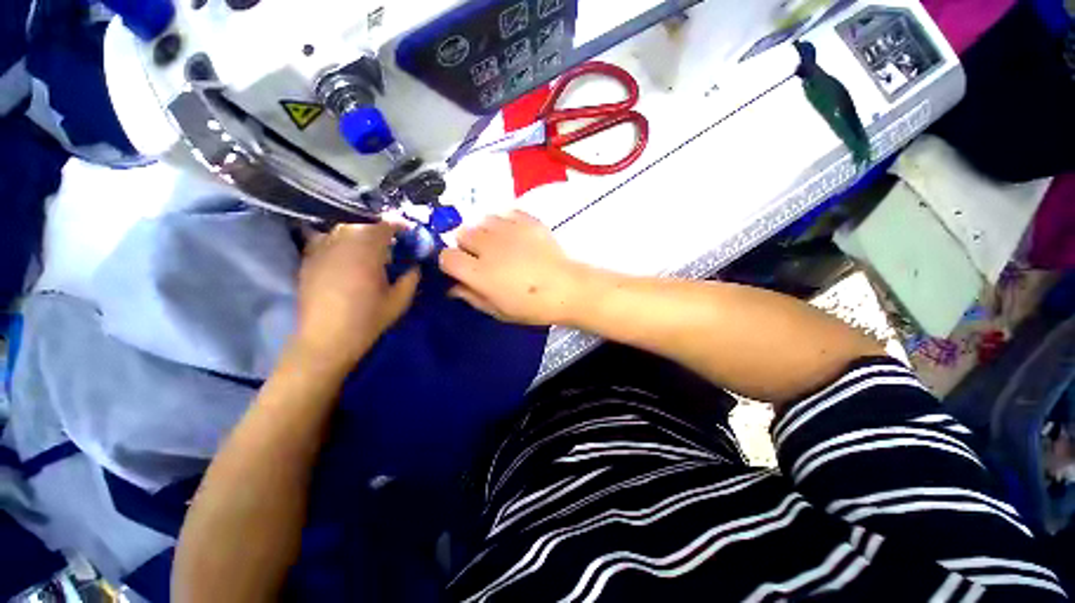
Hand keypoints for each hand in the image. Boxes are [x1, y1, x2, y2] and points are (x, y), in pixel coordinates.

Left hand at [293, 223, 419, 372]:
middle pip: (362, 225)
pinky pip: (325, 240)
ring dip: (358, 234)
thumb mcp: (399, 301)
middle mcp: (342, 243)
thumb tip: (415, 265)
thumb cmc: (367, 320)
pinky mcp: (308, 260)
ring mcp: (321, 250)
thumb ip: (411, 278)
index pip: (384, 226)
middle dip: (378, 230)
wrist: (326, 339)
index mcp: (367, 251)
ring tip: (368, 247)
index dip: (398, 226)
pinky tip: (344, 254)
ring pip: (341, 229)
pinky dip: (338, 242)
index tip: (408, 232)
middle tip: (391, 242)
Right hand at [439, 211, 587, 325]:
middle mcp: (489, 246)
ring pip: (481, 221)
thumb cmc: (533, 306)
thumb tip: (453, 286)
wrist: (568, 289)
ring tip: (500, 245)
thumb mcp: (498, 311)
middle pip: (461, 234)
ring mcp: (508, 230)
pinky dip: (504, 222)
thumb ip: (471, 297)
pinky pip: (504, 213)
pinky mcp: (526, 220)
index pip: (447, 257)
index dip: (451, 263)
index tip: (461, 270)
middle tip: (483, 258)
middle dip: (467, 246)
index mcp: (479, 272)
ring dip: (485, 232)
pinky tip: (514, 235)